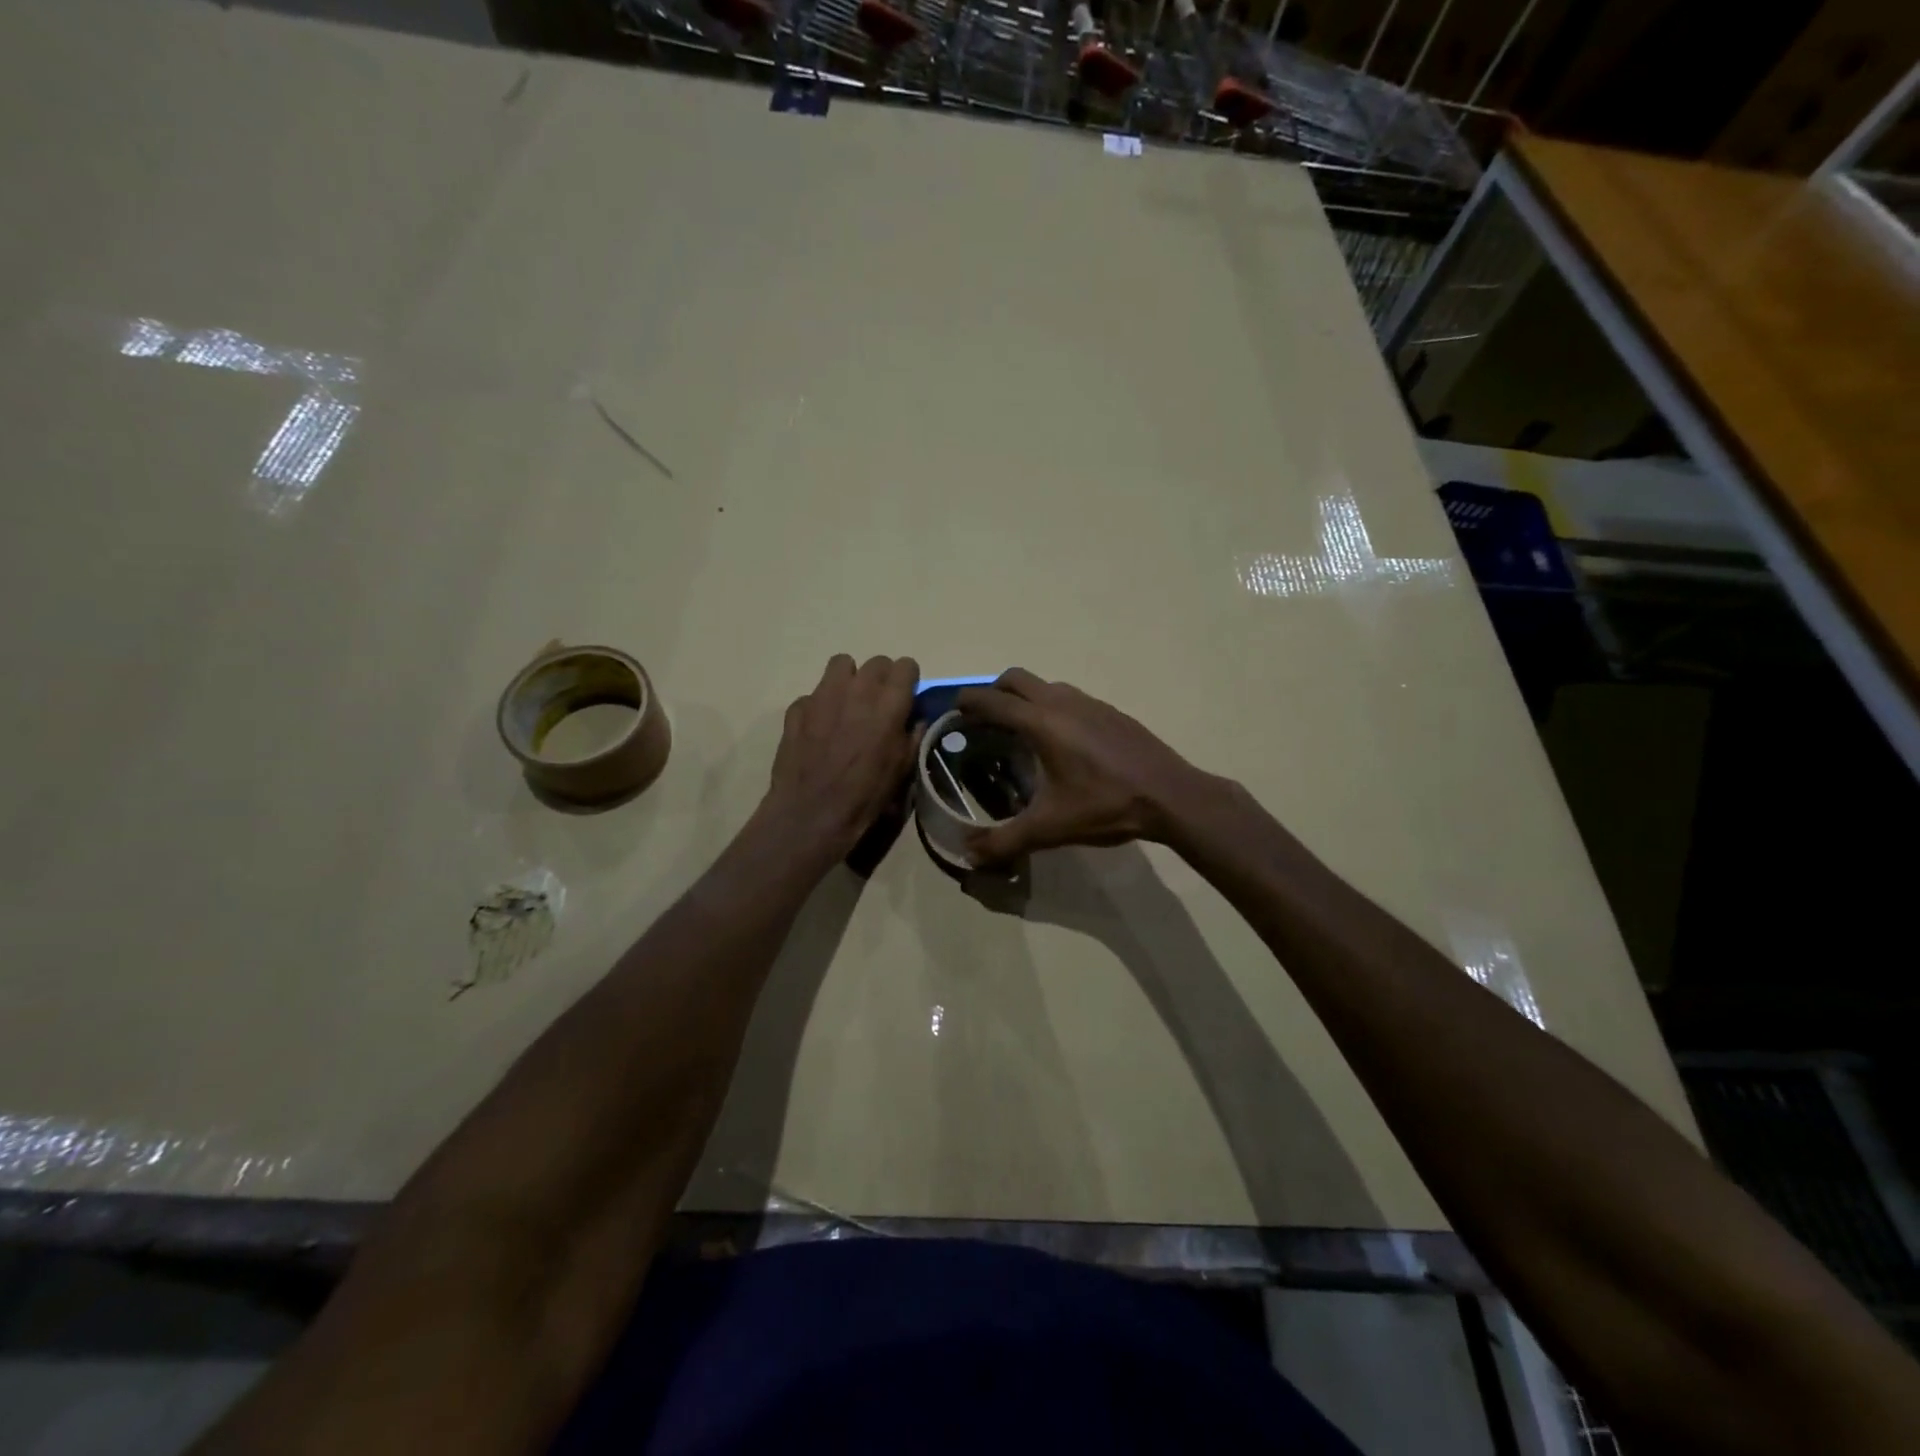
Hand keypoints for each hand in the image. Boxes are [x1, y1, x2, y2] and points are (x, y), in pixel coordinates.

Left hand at [762, 654, 919, 861]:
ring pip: (841, 665)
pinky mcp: (797, 708)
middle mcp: (857, 689)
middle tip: (879, 704)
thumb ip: (913, 736)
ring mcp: (822, 695)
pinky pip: (814, 694)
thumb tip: (915, 719)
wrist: (812, 813)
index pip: (906, 665)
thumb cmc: (866, 795)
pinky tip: (820, 730)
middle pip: (876, 662)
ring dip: (850, 680)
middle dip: (882, 678)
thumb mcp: (903, 769)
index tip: (906, 697)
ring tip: (849, 705)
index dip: (908, 680)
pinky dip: (820, 706)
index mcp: (888, 703)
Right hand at [955, 669, 1211, 865]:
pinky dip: (1051, 707)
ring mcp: (1090, 703)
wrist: (1171, 795)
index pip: (991, 700)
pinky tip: (1061, 743)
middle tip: (983, 723)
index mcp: (1041, 722)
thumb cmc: (1106, 806)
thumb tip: (967, 855)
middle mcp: (1062, 702)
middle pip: (1015, 679)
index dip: (966, 703)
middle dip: (992, 693)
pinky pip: (1069, 697)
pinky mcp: (1111, 711)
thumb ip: (1004, 841)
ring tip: (1019, 733)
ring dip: (1024, 698)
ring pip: (1045, 685)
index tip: (952, 714)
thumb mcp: (1050, 828)